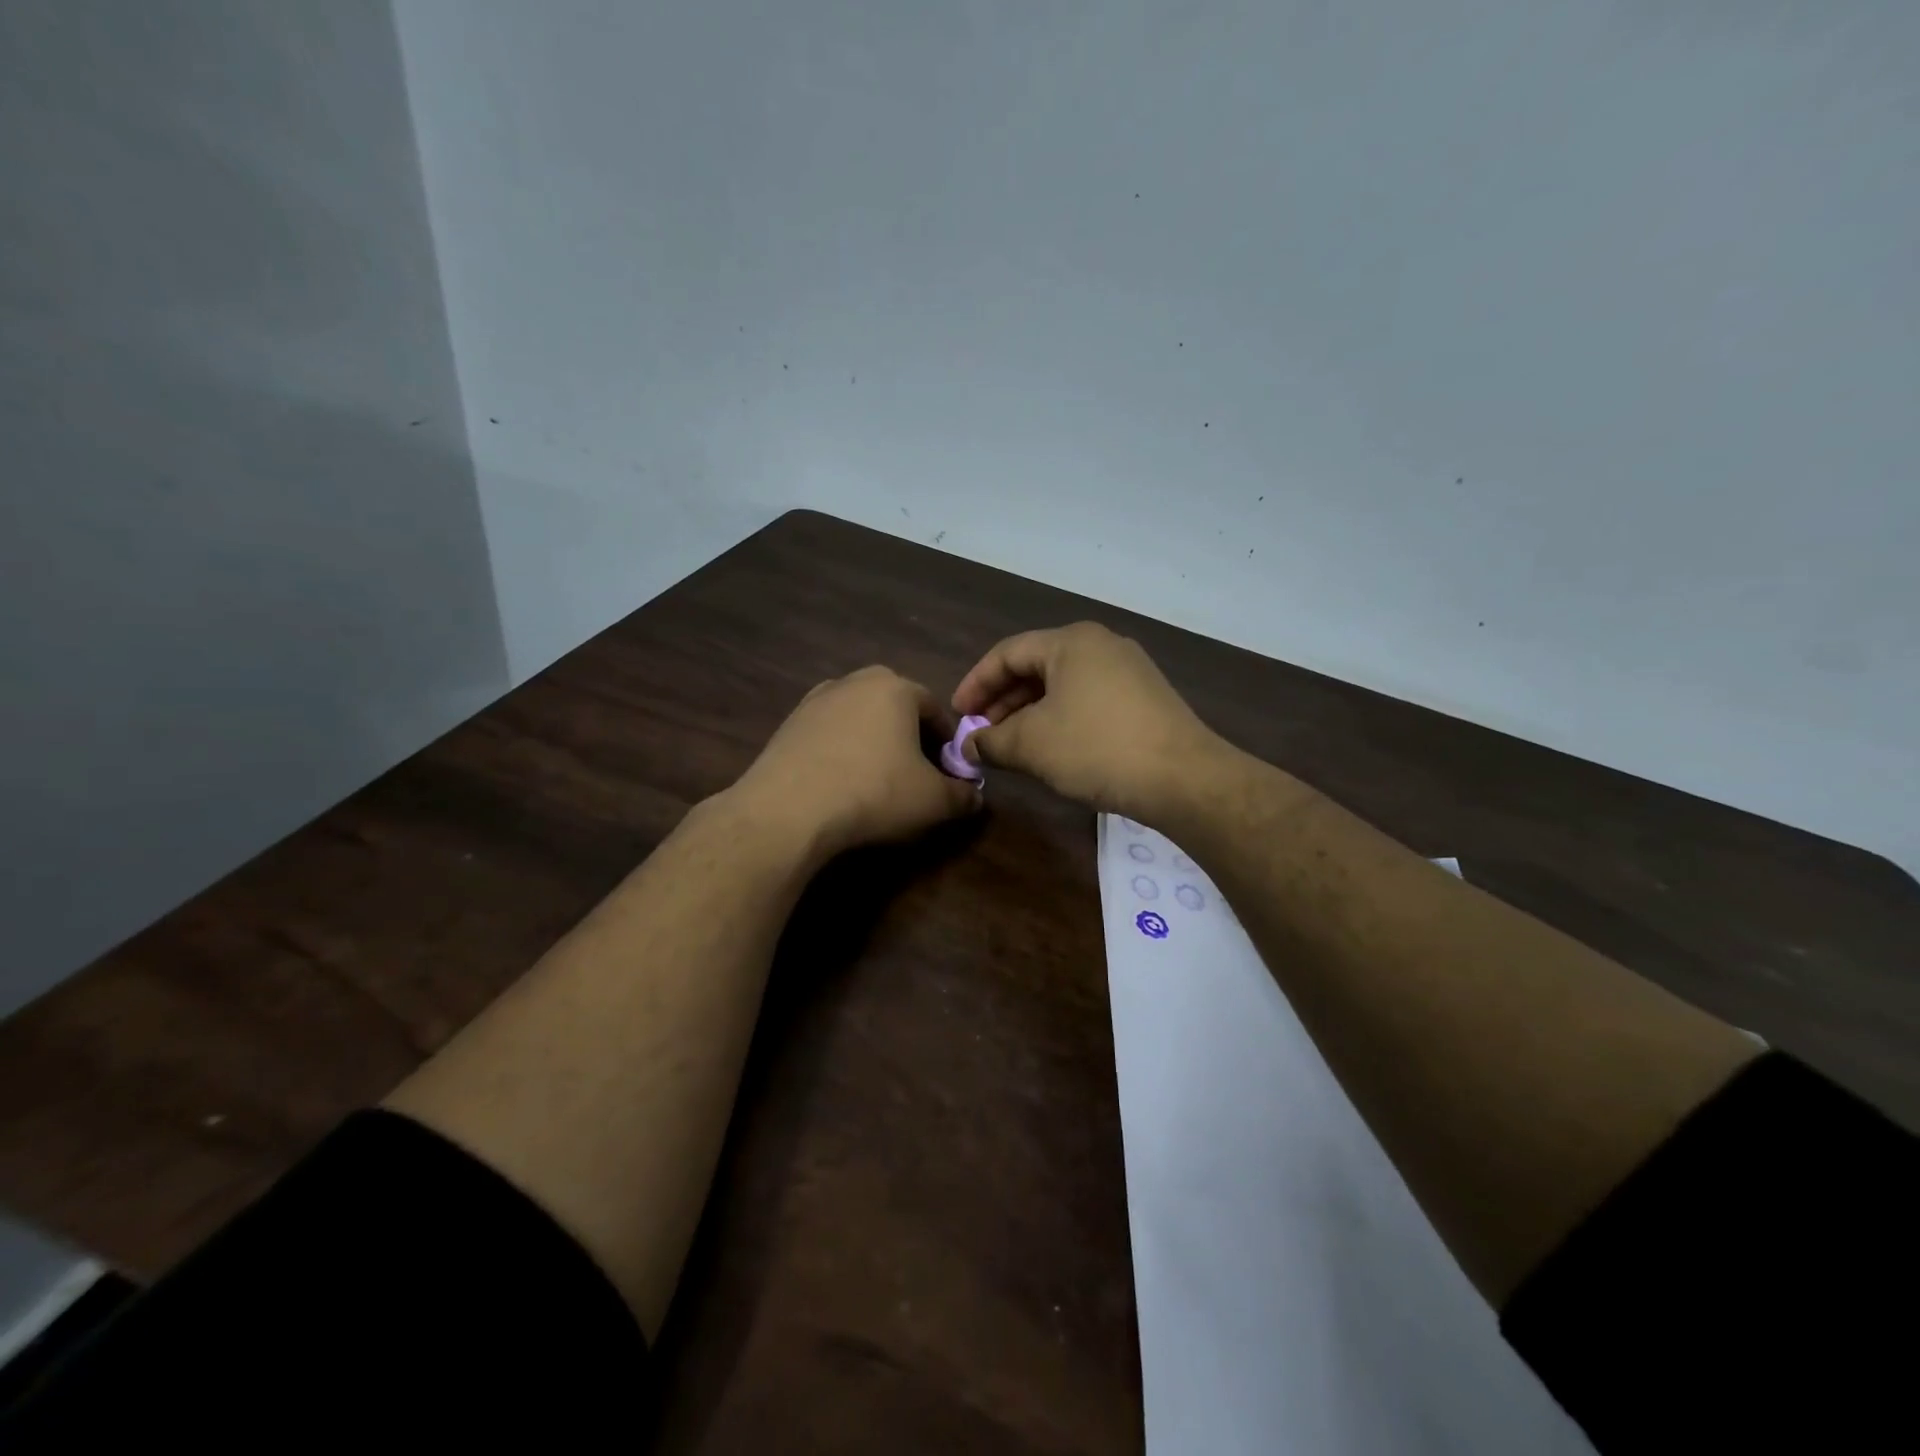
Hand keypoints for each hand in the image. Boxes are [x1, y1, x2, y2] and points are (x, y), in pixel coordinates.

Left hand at [733, 666, 982, 860]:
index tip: (947, 772)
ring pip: (859, 718)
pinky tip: (840, 782)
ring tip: (875, 779)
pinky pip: (828, 734)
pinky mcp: (788, 724)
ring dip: (872, 741)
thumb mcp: (933, 801)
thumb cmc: (874, 792)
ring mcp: (815, 700)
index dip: (946, 742)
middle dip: (909, 736)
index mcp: (895, 687)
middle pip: (895, 706)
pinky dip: (840, 751)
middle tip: (914, 772)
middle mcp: (854, 681)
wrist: (789, 809)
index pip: (935, 709)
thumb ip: (962, 795)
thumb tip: (974, 797)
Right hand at [951, 622, 1220, 819]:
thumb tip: (968, 746)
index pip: (1007, 653)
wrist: (1183, 778)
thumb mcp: (1032, 745)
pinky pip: (1089, 700)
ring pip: (1063, 686)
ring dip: (1030, 714)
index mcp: (1071, 642)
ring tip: (1012, 746)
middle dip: (1003, 702)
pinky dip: (1061, 719)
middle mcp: (1102, 645)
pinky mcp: (1146, 698)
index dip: (976, 683)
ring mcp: (1129, 670)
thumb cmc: (1096, 748)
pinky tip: (1053, 750)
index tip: (957, 715)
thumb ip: (991, 741)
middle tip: (982, 734)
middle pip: (1036, 667)